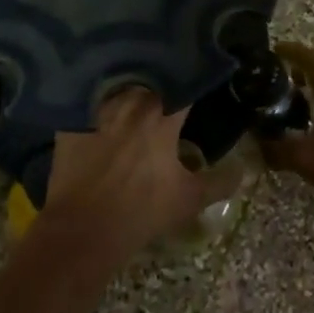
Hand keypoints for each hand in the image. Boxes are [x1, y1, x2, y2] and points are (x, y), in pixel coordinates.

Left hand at [42, 89, 208, 265]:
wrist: (82, 231)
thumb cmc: (141, 212)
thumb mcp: (189, 199)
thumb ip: (219, 181)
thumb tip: (242, 169)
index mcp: (162, 115)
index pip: (184, 85)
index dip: (193, 83)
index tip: (198, 87)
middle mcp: (130, 102)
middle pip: (150, 81)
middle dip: (161, 86)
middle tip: (167, 95)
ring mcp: (97, 109)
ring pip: (120, 88)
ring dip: (131, 93)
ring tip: (136, 102)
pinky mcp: (72, 122)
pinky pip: (89, 104)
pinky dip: (97, 106)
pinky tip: (102, 116)